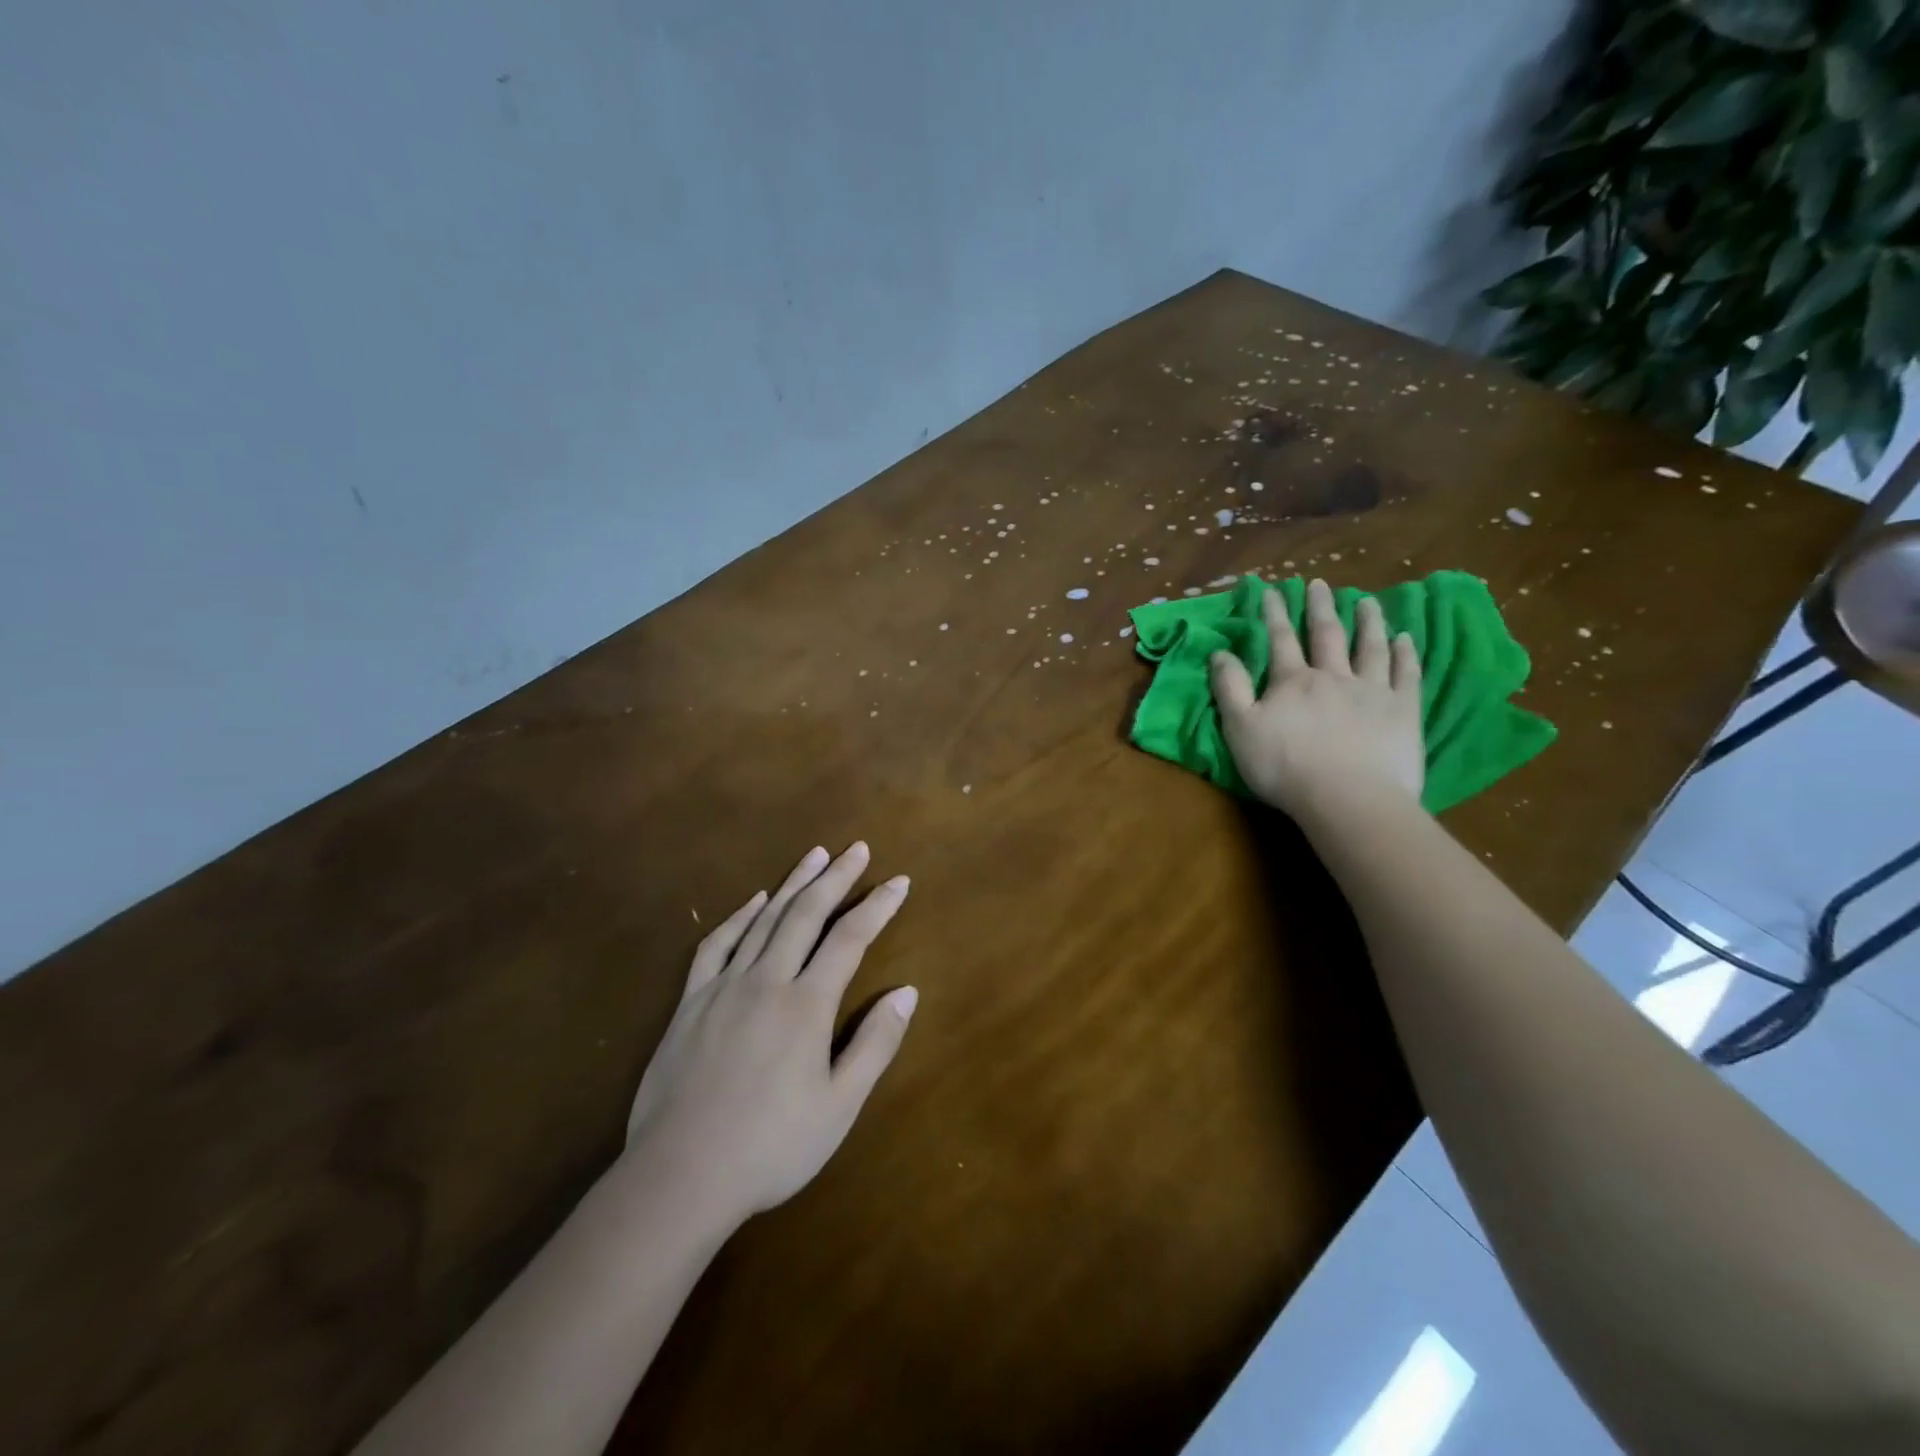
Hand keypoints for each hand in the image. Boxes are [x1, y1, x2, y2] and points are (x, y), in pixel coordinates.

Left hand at [623, 842, 916, 1227]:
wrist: (679, 1176)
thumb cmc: (770, 1147)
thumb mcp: (839, 1107)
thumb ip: (875, 1044)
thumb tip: (906, 992)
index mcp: (806, 1004)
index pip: (850, 939)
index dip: (878, 906)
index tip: (899, 881)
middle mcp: (767, 981)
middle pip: (806, 914)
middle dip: (835, 878)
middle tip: (856, 849)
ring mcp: (724, 987)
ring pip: (764, 920)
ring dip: (793, 884)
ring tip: (815, 856)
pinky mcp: (690, 1002)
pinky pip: (717, 945)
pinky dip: (738, 917)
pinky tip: (753, 902)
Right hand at [1208, 578, 1424, 818]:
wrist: (1347, 798)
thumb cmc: (1285, 767)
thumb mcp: (1240, 728)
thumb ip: (1230, 688)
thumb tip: (1220, 652)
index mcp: (1292, 682)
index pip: (1280, 640)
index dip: (1274, 614)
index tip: (1272, 590)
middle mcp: (1333, 676)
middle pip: (1326, 635)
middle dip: (1319, 607)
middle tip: (1319, 583)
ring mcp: (1372, 691)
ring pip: (1370, 647)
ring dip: (1367, 621)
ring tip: (1366, 600)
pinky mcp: (1403, 711)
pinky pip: (1405, 674)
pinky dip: (1405, 654)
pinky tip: (1406, 639)